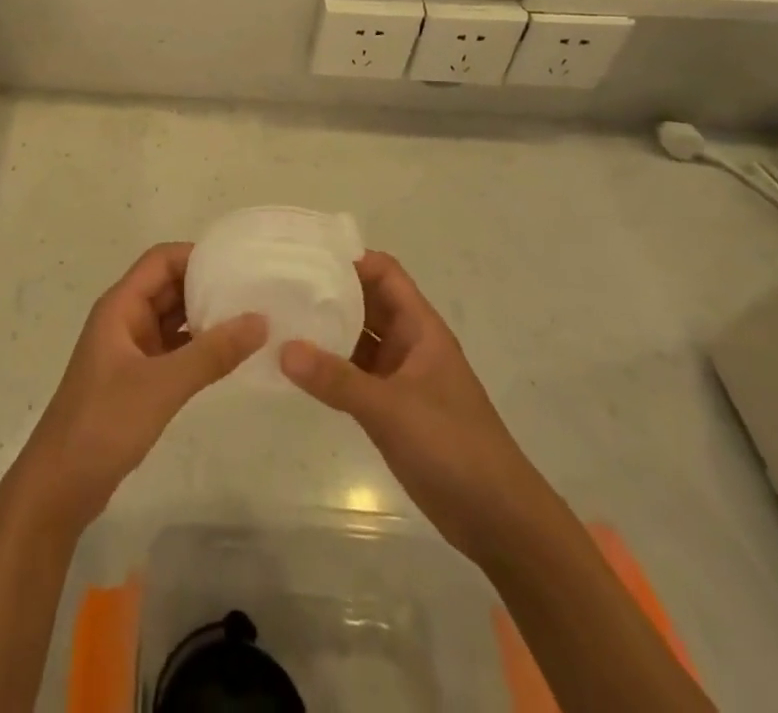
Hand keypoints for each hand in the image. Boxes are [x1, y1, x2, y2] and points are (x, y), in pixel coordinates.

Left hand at [3, 243, 265, 537]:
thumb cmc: (104, 423)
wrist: (60, 486)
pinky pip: (173, 349)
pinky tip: (229, 356)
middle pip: (169, 286)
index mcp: (121, 306)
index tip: (239, 264)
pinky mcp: (137, 379)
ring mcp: (130, 349)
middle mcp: (125, 319)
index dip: (197, 256)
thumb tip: (260, 320)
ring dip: (205, 317)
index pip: (161, 260)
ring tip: (251, 319)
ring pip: (172, 318)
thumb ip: (212, 353)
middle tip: (255, 291)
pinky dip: (198, 347)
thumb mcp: (162, 385)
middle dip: (207, 285)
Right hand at [279, 250, 546, 562]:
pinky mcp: (392, 409)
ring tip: (279, 318)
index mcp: (420, 328)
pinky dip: (329, 367)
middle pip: (366, 302)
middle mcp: (409, 344)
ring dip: (325, 330)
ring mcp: (400, 377)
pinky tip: (296, 367)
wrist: (499, 521)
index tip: (305, 255)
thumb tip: (282, 349)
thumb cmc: (454, 447)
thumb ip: (337, 379)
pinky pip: (354, 374)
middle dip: (329, 291)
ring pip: (358, 338)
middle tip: (280, 283)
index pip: (384, 273)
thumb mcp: (392, 409)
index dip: (349, 259)